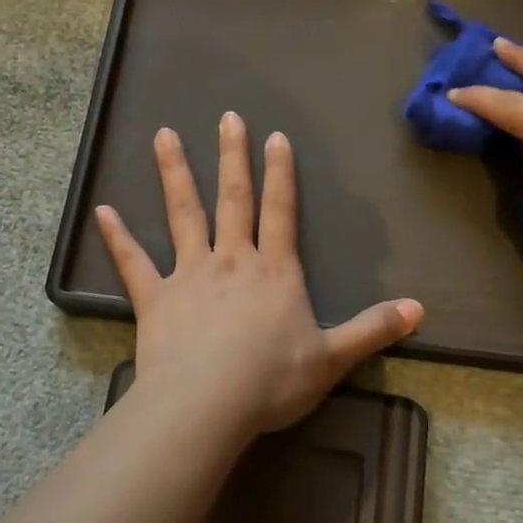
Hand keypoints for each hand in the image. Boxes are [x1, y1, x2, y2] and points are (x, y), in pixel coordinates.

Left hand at [95, 113, 423, 439]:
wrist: (207, 404)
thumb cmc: (271, 380)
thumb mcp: (332, 359)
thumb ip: (373, 330)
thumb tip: (419, 309)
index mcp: (273, 272)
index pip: (280, 211)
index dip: (280, 174)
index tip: (275, 137)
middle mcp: (231, 260)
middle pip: (233, 199)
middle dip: (232, 157)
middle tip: (227, 117)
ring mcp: (189, 275)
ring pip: (183, 215)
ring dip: (175, 174)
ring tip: (163, 135)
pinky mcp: (155, 298)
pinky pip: (134, 263)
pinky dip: (118, 237)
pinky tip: (102, 210)